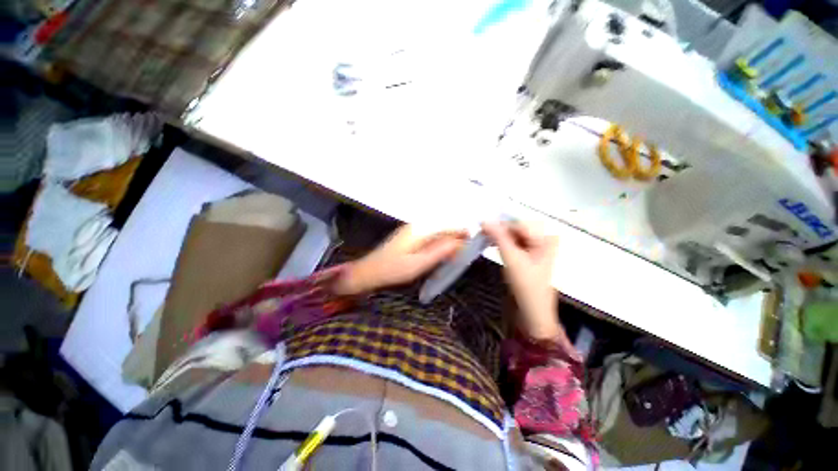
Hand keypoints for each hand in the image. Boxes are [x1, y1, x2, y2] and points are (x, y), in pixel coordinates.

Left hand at [334, 225, 467, 295]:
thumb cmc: (393, 270)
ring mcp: (415, 229)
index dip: (464, 233)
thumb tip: (461, 242)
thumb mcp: (419, 264)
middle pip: (446, 226)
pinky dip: (440, 244)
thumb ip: (441, 251)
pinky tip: (442, 254)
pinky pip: (432, 236)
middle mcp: (419, 225)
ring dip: (449, 242)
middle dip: (458, 238)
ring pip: (440, 231)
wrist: (370, 271)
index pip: (450, 225)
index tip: (474, 246)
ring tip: (456, 256)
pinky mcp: (412, 235)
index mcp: (422, 229)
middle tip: (464, 255)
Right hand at [482, 221, 562, 339]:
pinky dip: (502, 244)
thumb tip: (484, 220)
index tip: (482, 226)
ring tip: (484, 238)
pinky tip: (491, 244)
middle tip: (482, 232)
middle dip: (500, 230)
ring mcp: (535, 250)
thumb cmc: (525, 285)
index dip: (501, 224)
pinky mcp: (527, 258)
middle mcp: (543, 241)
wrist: (531, 312)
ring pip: (514, 236)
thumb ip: (499, 237)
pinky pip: (513, 244)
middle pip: (518, 229)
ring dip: (499, 236)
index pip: (520, 224)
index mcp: (546, 239)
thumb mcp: (512, 258)